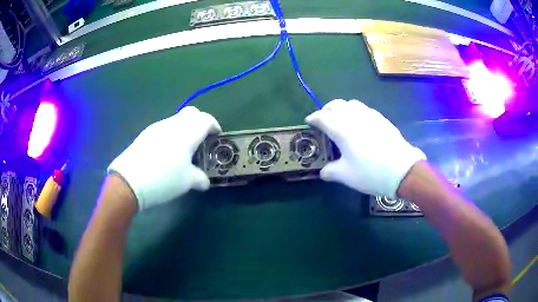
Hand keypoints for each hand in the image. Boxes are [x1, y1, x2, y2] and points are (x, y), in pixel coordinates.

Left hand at [108, 106, 220, 210]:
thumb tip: (204, 181)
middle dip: (200, 122)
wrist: (129, 181)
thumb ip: (200, 178)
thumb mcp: (187, 182)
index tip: (216, 137)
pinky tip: (166, 153)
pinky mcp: (146, 134)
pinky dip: (171, 134)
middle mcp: (173, 124)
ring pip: (177, 120)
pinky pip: (164, 128)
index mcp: (187, 133)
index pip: (206, 119)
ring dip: (184, 129)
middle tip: (201, 140)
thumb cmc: (163, 179)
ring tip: (183, 150)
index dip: (214, 126)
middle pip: (192, 113)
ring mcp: (157, 127)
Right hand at [305, 99, 425, 197]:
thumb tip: (323, 172)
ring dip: (342, 108)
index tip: (308, 122)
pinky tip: (360, 124)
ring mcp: (370, 116)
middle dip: (326, 110)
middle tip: (323, 120)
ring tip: (341, 119)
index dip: (313, 118)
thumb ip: (331, 171)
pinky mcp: (382, 119)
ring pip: (351, 103)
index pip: (322, 117)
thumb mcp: (346, 176)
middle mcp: (354, 117)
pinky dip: (356, 111)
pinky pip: (364, 109)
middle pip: (336, 105)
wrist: (402, 170)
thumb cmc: (370, 173)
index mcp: (342, 129)